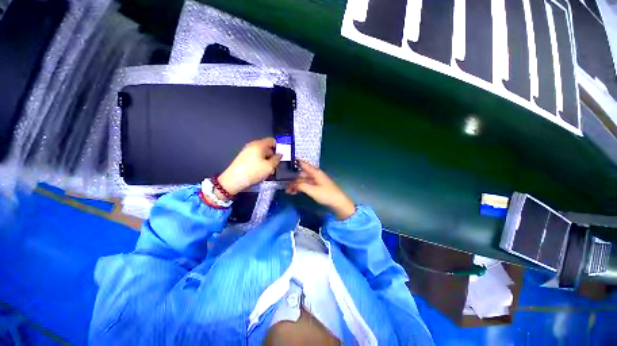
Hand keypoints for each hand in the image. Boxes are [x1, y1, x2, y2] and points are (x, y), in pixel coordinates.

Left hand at [218, 138, 281, 196]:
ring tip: (269, 171)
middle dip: (273, 156)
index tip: (282, 156)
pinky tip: (262, 172)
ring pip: (262, 154)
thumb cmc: (254, 171)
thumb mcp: (269, 167)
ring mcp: (247, 152)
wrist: (233, 180)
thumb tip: (280, 155)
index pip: (272, 141)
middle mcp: (253, 145)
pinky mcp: (244, 158)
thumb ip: (276, 159)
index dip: (279, 147)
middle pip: (267, 148)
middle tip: (276, 166)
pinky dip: (261, 163)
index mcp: (259, 144)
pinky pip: (256, 158)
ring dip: (268, 161)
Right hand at [286, 160, 355, 219]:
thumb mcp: (312, 190)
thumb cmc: (326, 194)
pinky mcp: (316, 187)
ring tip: (288, 191)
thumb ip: (301, 185)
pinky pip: (305, 185)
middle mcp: (314, 174)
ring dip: (295, 185)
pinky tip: (294, 192)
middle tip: (285, 186)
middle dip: (292, 179)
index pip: (303, 164)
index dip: (294, 162)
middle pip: (301, 174)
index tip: (284, 163)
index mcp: (315, 172)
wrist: (338, 202)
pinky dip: (300, 188)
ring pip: (302, 180)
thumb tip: (293, 183)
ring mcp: (315, 181)